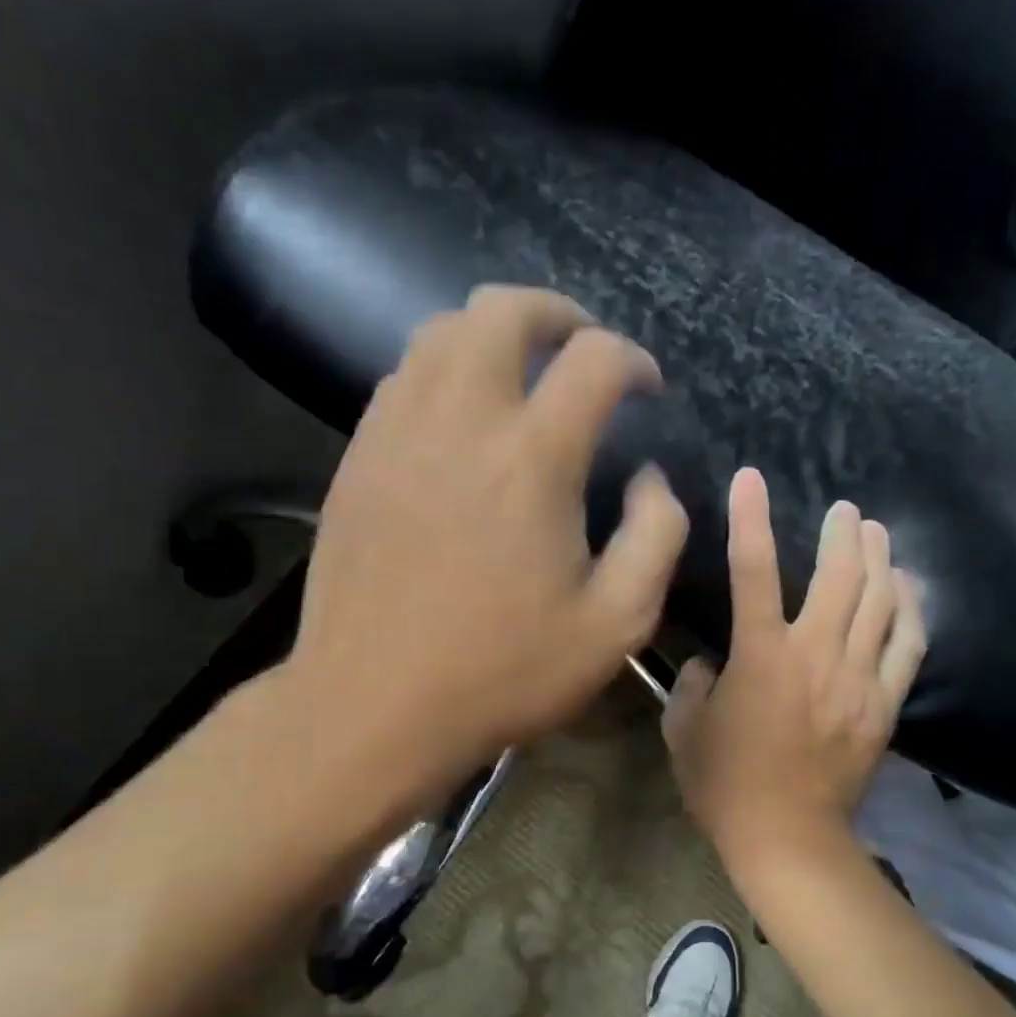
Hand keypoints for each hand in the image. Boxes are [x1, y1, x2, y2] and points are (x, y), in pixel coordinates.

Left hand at [277, 286, 688, 809]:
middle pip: (502, 310)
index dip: (632, 359)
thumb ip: (657, 536)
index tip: (646, 387)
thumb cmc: (502, 672)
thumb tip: (650, 477)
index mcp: (532, 458)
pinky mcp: (358, 457)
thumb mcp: (616, 624)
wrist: (372, 706)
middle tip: (580, 347)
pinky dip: (443, 369)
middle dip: (555, 313)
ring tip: (522, 370)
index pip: (593, 360)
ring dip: (492, 333)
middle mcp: (460, 421)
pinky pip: (402, 377)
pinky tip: (460, 415)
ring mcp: (397, 432)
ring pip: (440, 332)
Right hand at [662, 467, 924, 870]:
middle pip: (840, 575)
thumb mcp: (684, 731)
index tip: (751, 477)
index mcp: (760, 656)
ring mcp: (857, 678)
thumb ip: (689, 685)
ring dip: (880, 560)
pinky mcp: (884, 704)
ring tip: (877, 534)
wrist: (788, 839)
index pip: (752, 570)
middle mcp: (815, 654)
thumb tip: (707, 664)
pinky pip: (908, 645)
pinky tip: (908, 589)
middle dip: (844, 533)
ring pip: (880, 602)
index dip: (749, 518)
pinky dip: (911, 610)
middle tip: (845, 510)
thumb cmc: (725, 785)